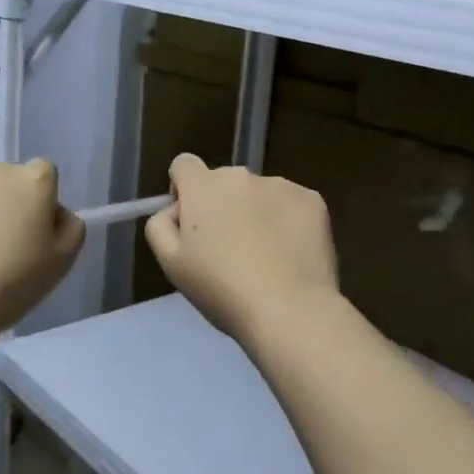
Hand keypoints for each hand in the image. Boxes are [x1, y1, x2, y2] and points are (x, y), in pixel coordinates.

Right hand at [144, 153, 338, 344]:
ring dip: (255, 212)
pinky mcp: (313, 200)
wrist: (289, 309)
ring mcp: (281, 185)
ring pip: (259, 193)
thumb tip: (173, 211)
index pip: (183, 164)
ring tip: (265, 255)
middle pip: (223, 181)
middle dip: (221, 205)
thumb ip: (160, 226)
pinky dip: (287, 221)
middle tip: (229, 248)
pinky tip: (290, 253)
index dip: (183, 190)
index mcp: (203, 186)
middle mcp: (241, 175)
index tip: (191, 222)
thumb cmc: (221, 289)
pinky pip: (291, 204)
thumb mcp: (171, 264)